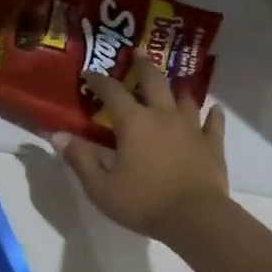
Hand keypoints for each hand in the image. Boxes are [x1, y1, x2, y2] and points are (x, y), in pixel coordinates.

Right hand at [52, 55, 227, 241]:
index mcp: (133, 122)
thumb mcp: (101, 187)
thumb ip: (79, 159)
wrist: (196, 219)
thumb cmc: (144, 202)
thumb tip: (57, 135)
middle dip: (143, 65)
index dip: (99, 80)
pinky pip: (213, 124)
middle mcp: (162, 115)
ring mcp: (191, 128)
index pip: (112, 91)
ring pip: (185, 98)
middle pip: (153, 80)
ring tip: (174, 83)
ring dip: (177, 88)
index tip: (89, 73)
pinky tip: (214, 109)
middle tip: (138, 52)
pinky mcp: (212, 145)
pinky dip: (213, 115)